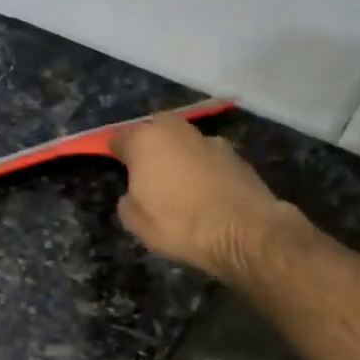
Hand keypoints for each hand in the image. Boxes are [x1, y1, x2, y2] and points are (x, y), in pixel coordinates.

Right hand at [110, 113, 304, 280]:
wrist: (244, 230)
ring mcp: (210, 140)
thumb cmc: (180, 225)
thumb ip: (128, 201)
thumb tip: (134, 193)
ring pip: (185, 142)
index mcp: (145, 141)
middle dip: (150, 144)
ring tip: (179, 183)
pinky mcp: (236, 155)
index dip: (115, 151)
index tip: (115, 164)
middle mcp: (177, 130)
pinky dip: (203, 168)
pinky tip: (206, 191)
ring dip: (179, 155)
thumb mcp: (136, 223)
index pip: (120, 138)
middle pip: (156, 129)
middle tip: (147, 170)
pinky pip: (208, 158)